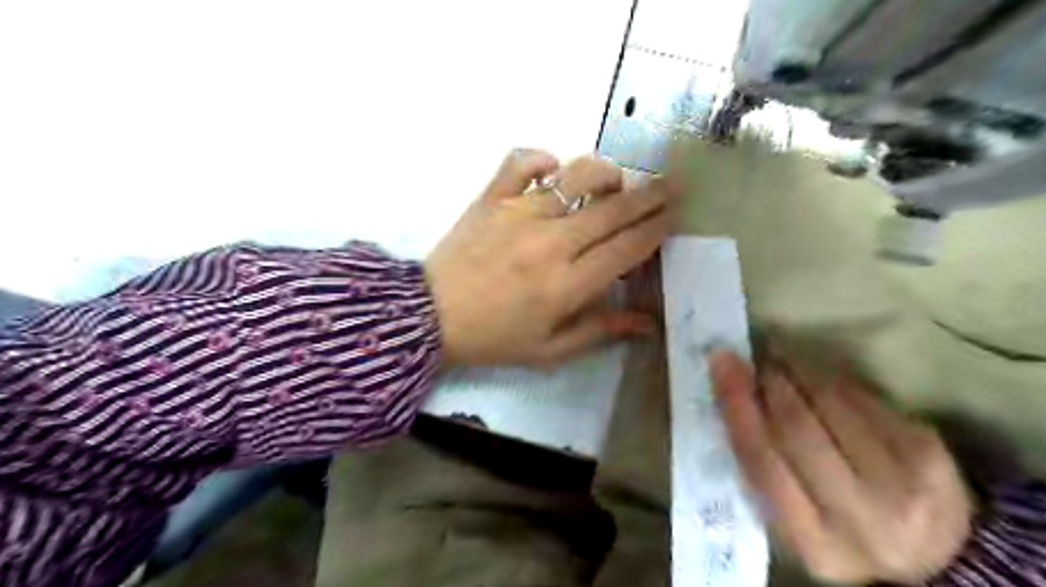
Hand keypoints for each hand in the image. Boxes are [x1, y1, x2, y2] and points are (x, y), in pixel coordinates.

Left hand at [425, 148, 668, 365]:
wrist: (430, 316)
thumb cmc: (493, 337)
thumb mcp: (549, 349)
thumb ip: (600, 330)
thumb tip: (648, 322)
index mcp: (568, 284)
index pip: (628, 247)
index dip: (656, 229)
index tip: (672, 217)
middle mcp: (552, 242)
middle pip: (614, 209)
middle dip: (650, 195)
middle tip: (670, 185)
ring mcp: (521, 213)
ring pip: (576, 176)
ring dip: (604, 173)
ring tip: (613, 181)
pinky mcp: (493, 198)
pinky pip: (521, 161)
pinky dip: (541, 158)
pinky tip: (551, 169)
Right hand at [712, 352, 972, 583]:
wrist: (938, 553)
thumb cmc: (842, 531)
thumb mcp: (795, 521)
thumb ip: (762, 470)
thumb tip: (733, 397)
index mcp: (816, 544)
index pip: (762, 462)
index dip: (737, 407)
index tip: (721, 365)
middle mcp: (862, 517)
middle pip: (796, 429)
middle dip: (767, 384)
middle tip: (753, 361)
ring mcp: (902, 481)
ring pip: (830, 403)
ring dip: (796, 372)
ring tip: (780, 362)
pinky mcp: (927, 449)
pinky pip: (860, 396)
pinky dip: (829, 378)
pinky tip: (816, 376)